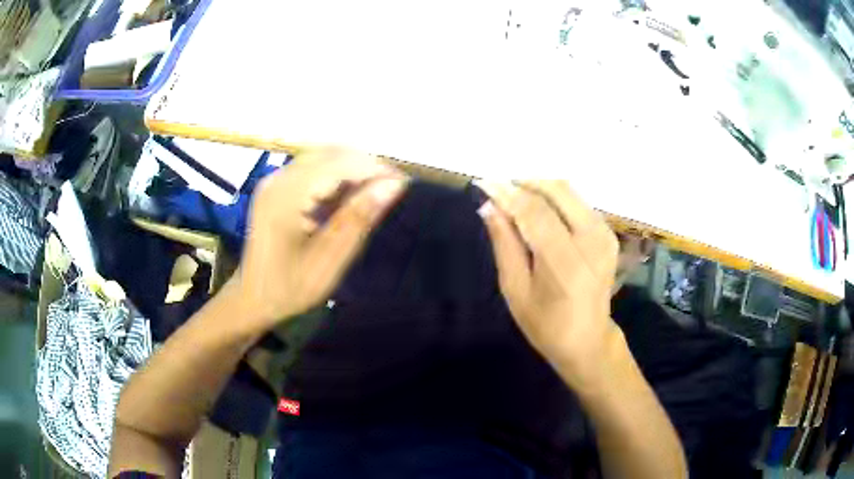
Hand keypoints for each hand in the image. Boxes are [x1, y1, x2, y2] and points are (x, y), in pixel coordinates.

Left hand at [233, 147, 408, 332]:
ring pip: (322, 157)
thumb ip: (359, 218)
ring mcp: (274, 180)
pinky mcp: (276, 186)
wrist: (253, 298)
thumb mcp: (330, 259)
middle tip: (391, 190)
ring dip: (351, 169)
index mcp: (286, 196)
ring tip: (373, 193)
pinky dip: (335, 176)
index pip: (339, 165)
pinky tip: (347, 197)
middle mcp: (278, 178)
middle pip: (330, 153)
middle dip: (365, 165)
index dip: (374, 169)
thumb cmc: (290, 287)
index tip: (404, 184)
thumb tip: (393, 184)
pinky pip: (311, 168)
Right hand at [477, 180, 621, 385]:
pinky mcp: (608, 233)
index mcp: (566, 262)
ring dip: (539, 187)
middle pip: (556, 190)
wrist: (589, 339)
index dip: (507, 193)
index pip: (534, 211)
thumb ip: (505, 245)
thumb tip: (489, 206)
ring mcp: (604, 234)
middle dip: (524, 182)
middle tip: (499, 188)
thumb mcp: (516, 290)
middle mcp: (591, 240)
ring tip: (515, 197)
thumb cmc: (546, 324)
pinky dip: (554, 197)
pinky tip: (538, 208)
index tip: (484, 182)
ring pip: (568, 191)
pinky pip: (577, 201)